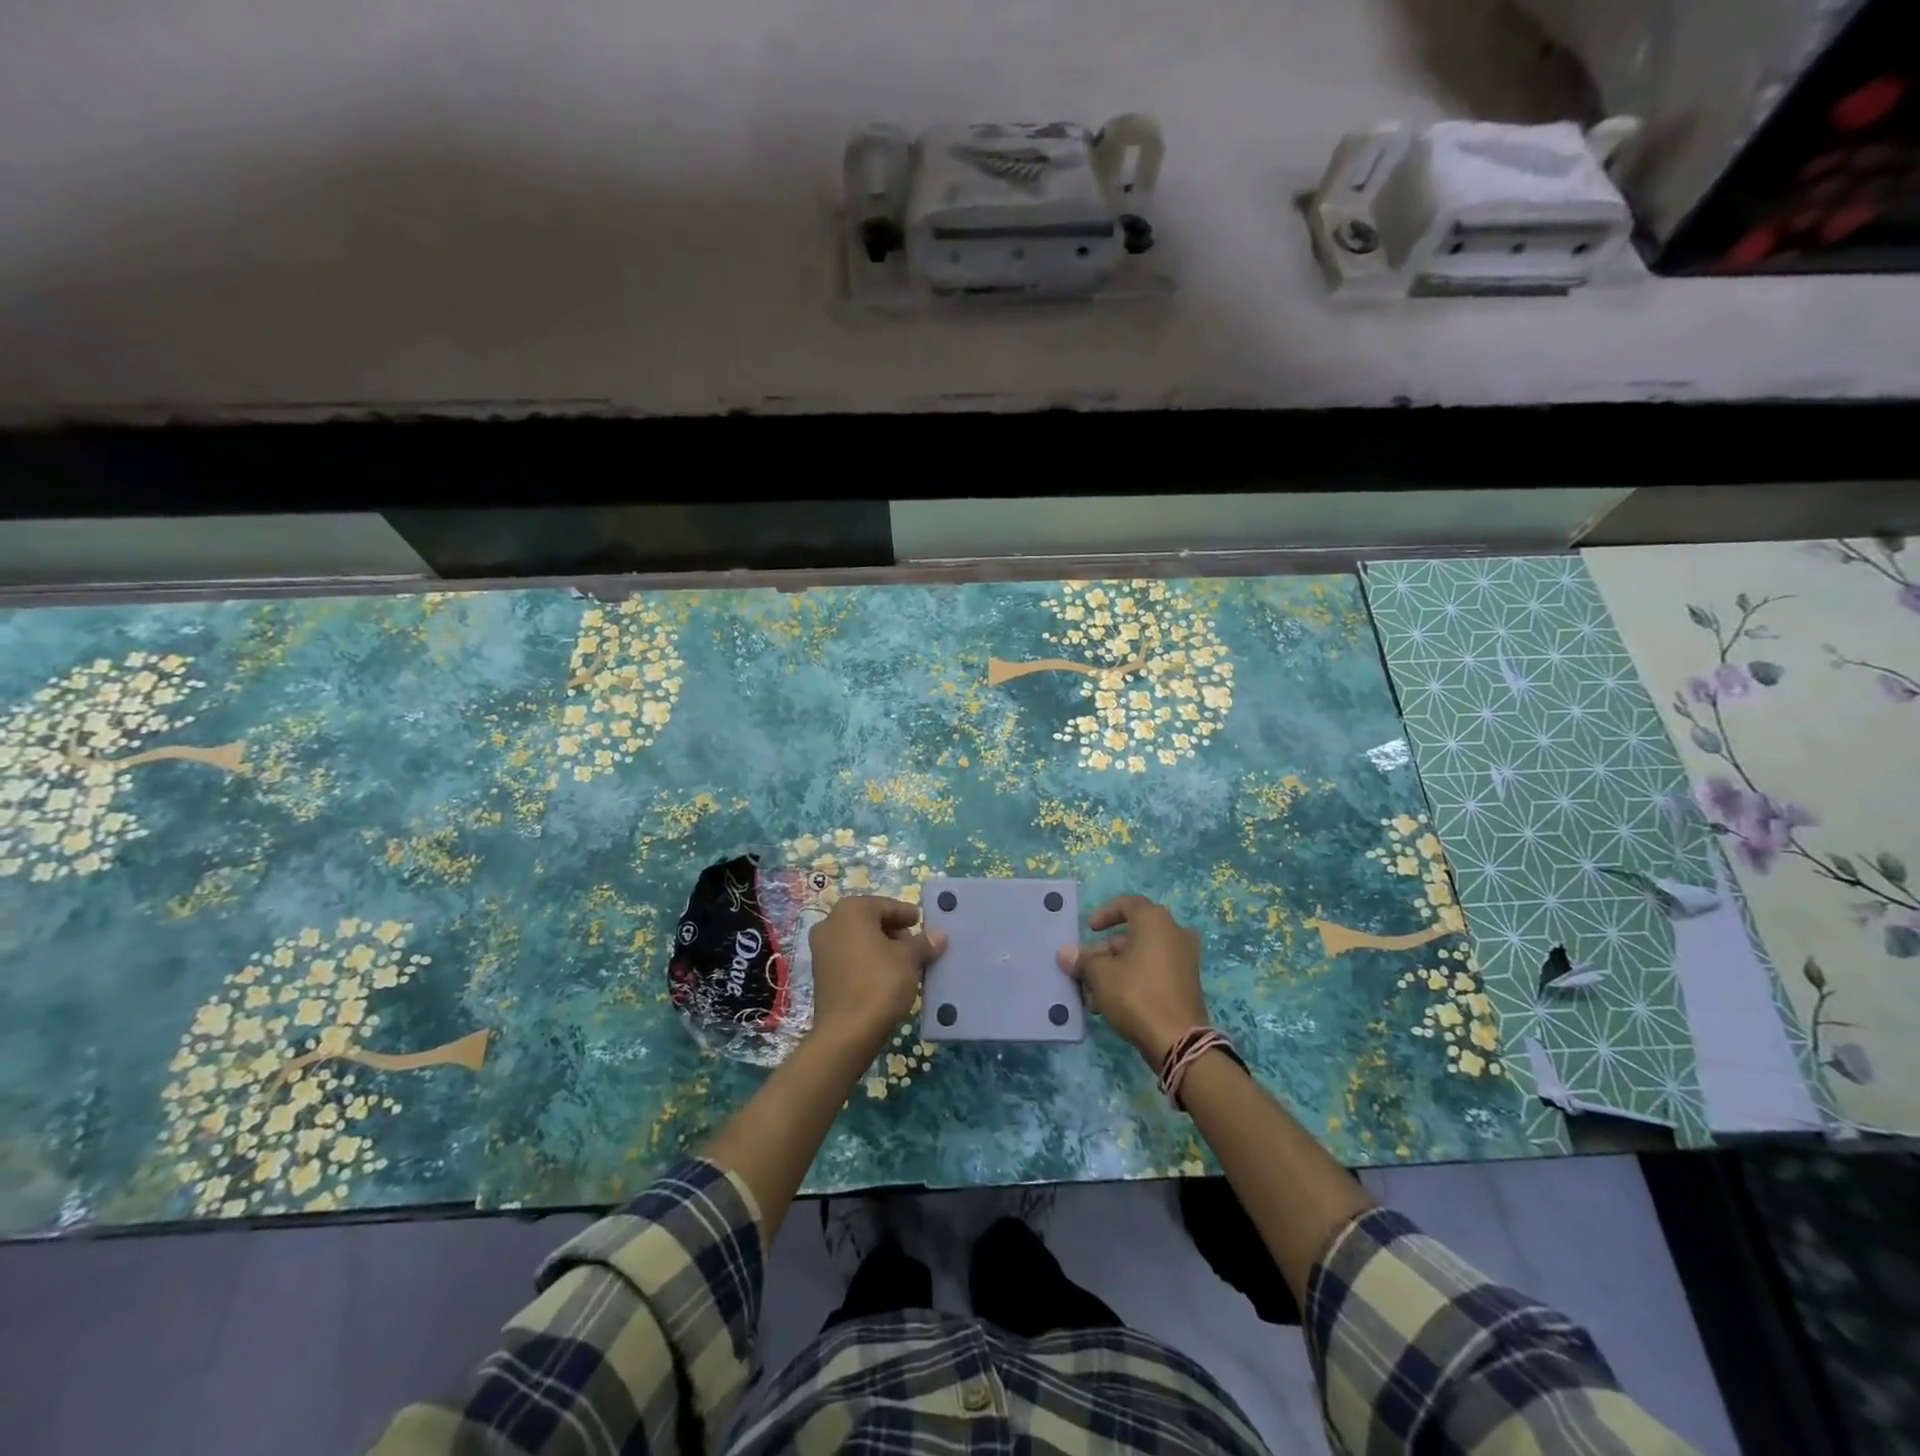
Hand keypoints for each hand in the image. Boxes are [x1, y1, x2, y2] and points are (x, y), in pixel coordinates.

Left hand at [808, 895, 946, 1053]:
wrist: (847, 1033)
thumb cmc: (880, 983)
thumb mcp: (909, 959)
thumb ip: (924, 943)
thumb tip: (939, 935)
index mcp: (851, 911)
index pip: (885, 905)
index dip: (906, 914)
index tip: (922, 923)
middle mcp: (830, 923)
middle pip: (870, 920)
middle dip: (894, 931)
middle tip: (915, 946)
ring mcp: (821, 949)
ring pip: (858, 940)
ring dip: (881, 947)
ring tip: (904, 964)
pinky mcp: (820, 973)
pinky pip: (849, 957)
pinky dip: (867, 961)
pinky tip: (886, 977)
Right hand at [1057, 894, 1208, 1066]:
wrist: (1178, 1041)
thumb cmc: (1136, 995)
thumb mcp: (1100, 975)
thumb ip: (1082, 960)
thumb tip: (1064, 953)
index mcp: (1155, 921)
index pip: (1127, 904)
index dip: (1104, 914)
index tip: (1089, 930)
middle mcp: (1175, 933)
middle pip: (1132, 934)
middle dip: (1105, 952)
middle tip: (1086, 971)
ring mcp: (1185, 959)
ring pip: (1142, 956)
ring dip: (1116, 970)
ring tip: (1094, 996)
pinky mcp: (1187, 983)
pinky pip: (1155, 972)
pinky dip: (1134, 980)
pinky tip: (1113, 1005)